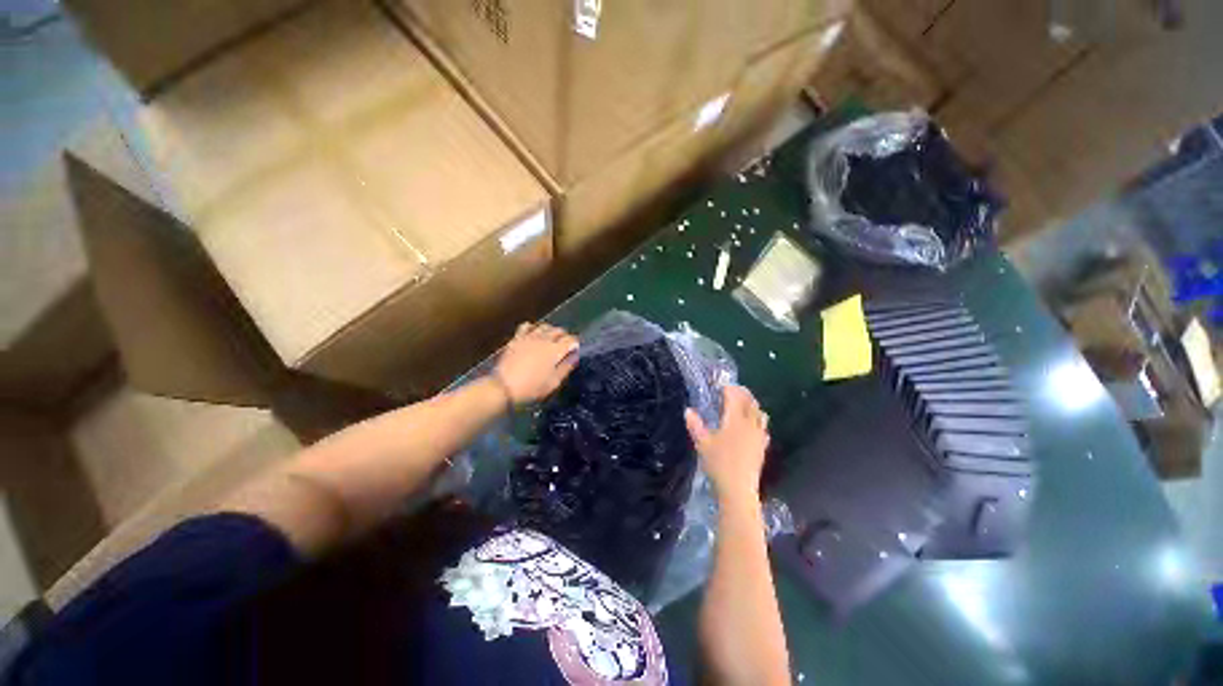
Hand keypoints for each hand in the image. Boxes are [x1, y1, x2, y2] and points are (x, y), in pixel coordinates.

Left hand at [492, 323, 578, 404]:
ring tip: (550, 339)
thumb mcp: (554, 382)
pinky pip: (526, 326)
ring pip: (545, 326)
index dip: (575, 344)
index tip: (574, 350)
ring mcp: (529, 337)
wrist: (504, 388)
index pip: (571, 339)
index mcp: (555, 350)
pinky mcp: (517, 338)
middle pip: (559, 330)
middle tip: (564, 346)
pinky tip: (533, 335)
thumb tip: (574, 356)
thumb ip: (566, 367)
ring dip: (550, 331)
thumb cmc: (532, 388)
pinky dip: (533, 328)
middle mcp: (544, 339)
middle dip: (564, 336)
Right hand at [685, 385, 769, 506]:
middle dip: (742, 393)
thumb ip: (695, 425)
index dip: (729, 388)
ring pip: (760, 413)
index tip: (722, 385)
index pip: (734, 397)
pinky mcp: (763, 446)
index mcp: (734, 419)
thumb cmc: (718, 463)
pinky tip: (753, 425)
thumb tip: (688, 411)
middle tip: (733, 390)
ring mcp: (758, 435)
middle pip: (750, 402)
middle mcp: (749, 423)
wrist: (738, 488)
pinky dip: (758, 420)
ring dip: (752, 404)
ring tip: (744, 403)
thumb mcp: (702, 443)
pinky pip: (763, 427)